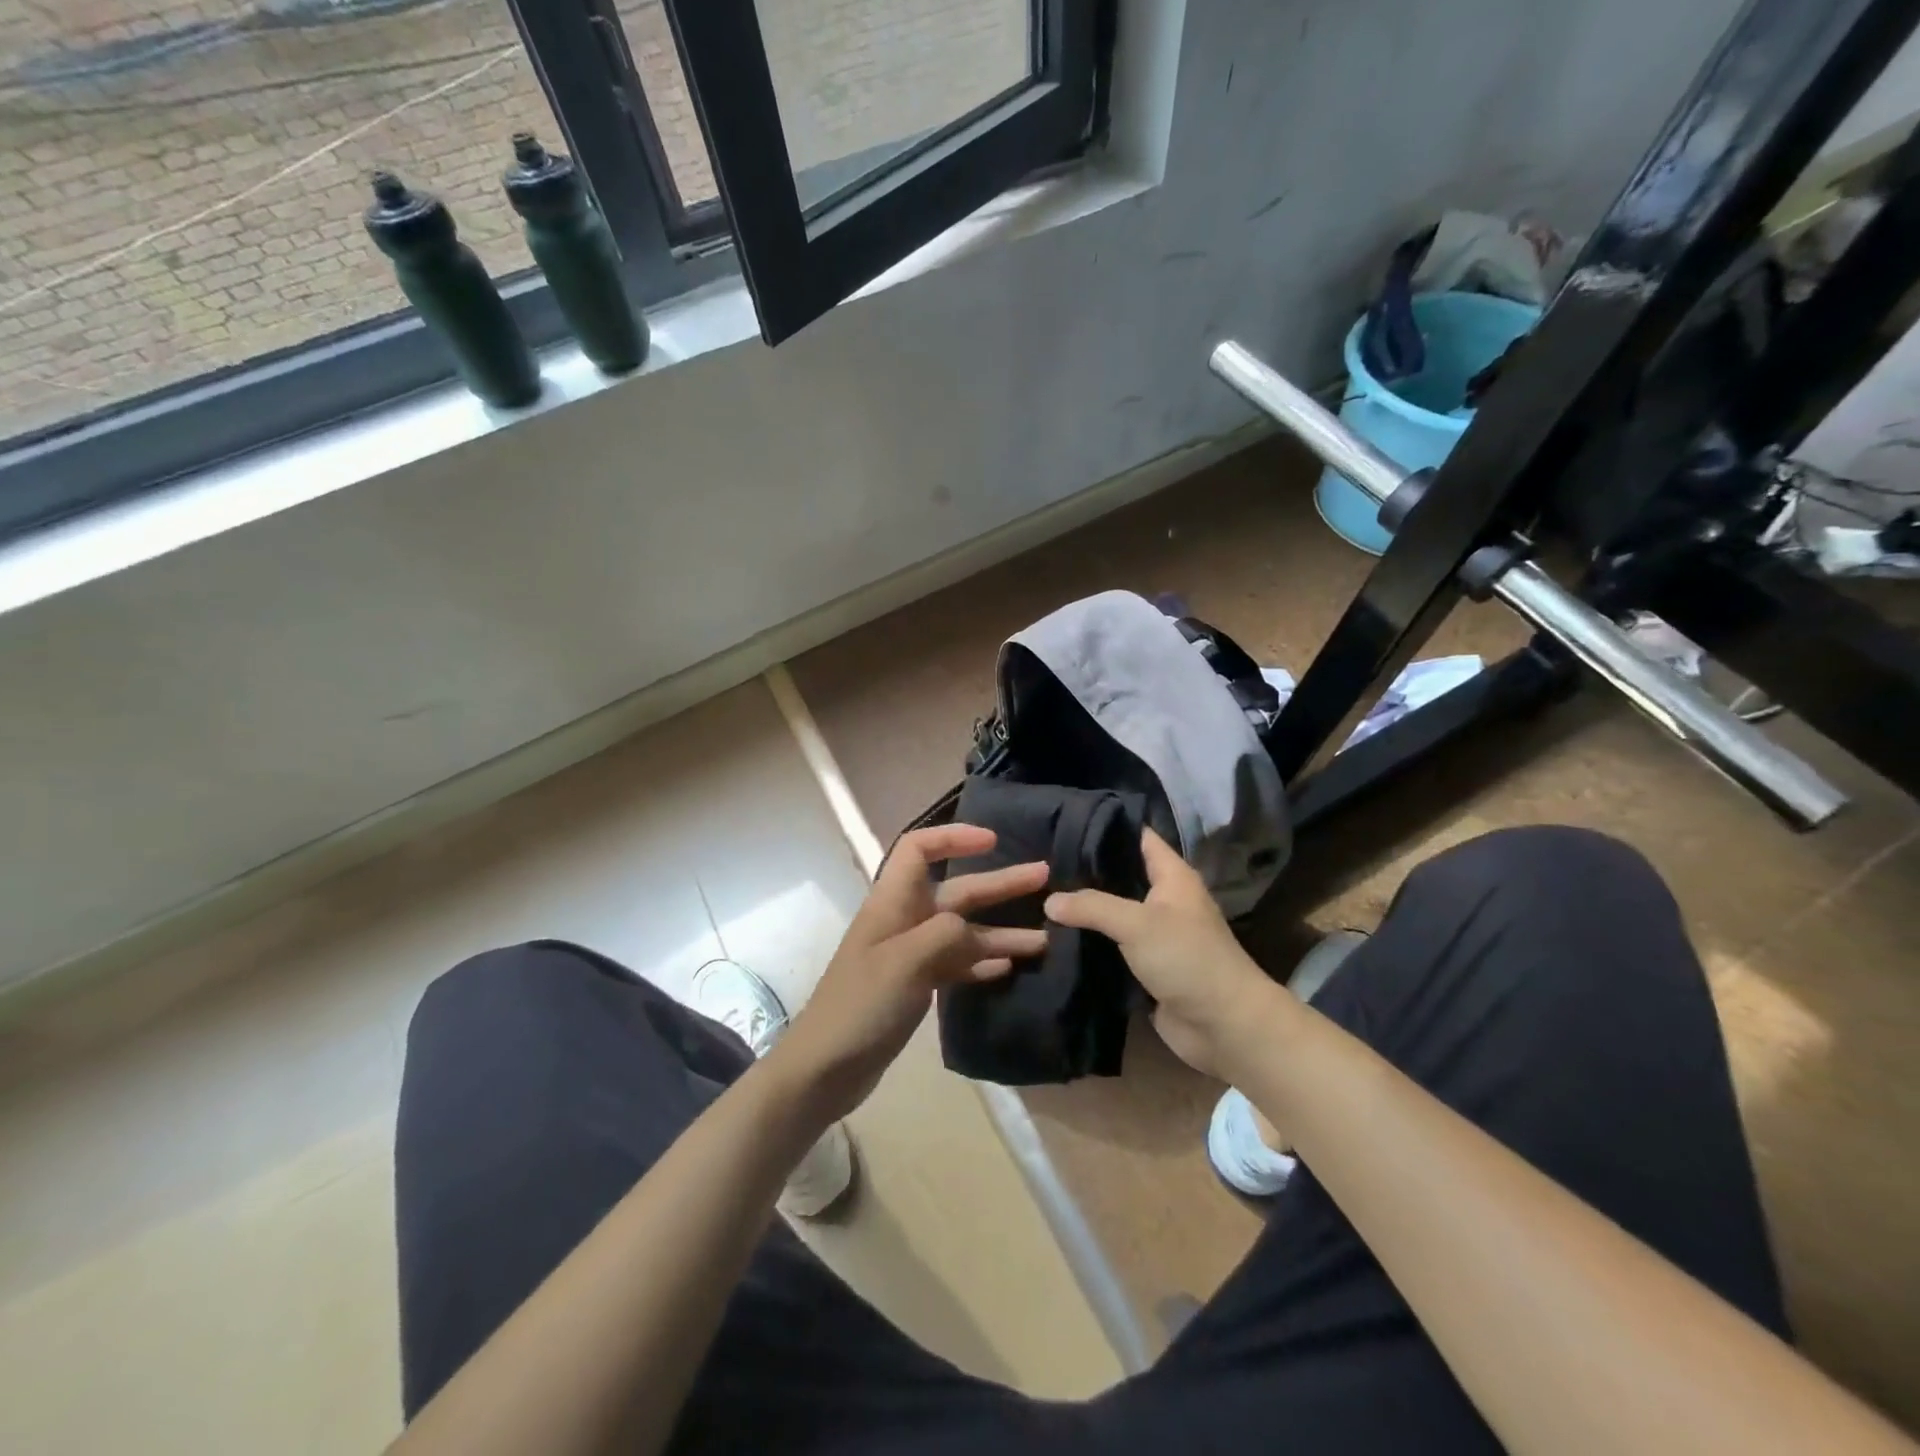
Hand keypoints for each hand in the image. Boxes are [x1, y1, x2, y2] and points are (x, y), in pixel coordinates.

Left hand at [771, 824, 1048, 1122]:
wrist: (826, 1067)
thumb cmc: (861, 1005)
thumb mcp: (905, 962)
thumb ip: (944, 934)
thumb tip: (971, 930)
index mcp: (893, 902)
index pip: (918, 849)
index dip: (953, 837)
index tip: (993, 841)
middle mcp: (904, 920)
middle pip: (956, 890)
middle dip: (998, 883)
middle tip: (1044, 877)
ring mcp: (910, 954)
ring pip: (963, 932)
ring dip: (1001, 932)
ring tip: (1045, 938)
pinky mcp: (915, 985)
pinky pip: (956, 964)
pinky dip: (982, 963)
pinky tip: (1009, 968)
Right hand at [1045, 829, 1281, 1080]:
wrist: (1224, 1027)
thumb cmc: (1188, 959)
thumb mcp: (1137, 923)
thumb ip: (1092, 906)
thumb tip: (1049, 901)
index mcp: (1173, 876)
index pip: (1138, 837)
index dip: (1105, 827)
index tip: (1064, 823)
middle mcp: (1164, 900)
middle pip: (1121, 875)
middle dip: (1085, 870)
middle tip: (1042, 863)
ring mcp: (1156, 934)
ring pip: (1113, 912)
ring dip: (1084, 909)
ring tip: (1039, 895)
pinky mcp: (1147, 966)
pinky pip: (1113, 946)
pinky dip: (1089, 942)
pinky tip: (1056, 935)